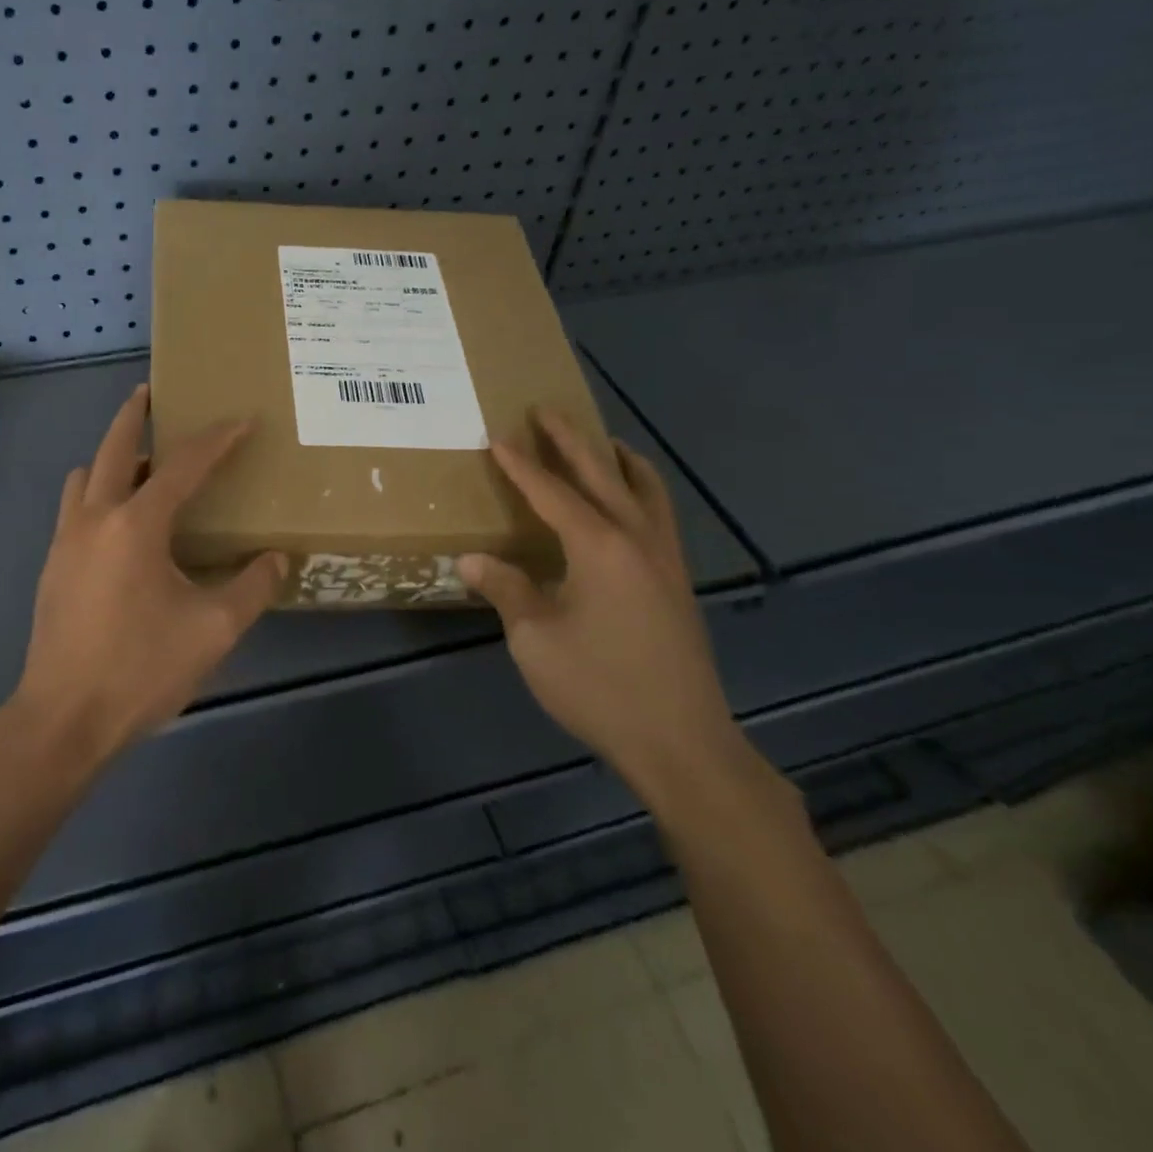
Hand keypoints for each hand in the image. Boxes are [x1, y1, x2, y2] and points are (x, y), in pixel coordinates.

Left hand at [11, 384, 286, 766]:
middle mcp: (95, 519)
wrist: (63, 719)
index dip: (216, 440)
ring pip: (87, 476)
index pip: (184, 466)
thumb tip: (277, 559)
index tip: (241, 420)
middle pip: (115, 448)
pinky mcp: (53, 566)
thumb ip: (251, 588)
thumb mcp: (212, 631)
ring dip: (114, 458)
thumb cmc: (140, 670)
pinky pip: (76, 507)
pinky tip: (122, 523)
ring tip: (144, 465)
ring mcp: (66, 541)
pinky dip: (99, 492)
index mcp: (136, 525)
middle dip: (134, 416)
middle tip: (151, 393)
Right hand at [456, 409, 742, 799]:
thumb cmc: (599, 686)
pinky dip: (641, 489)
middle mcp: (637, 539)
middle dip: (572, 440)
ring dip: (617, 459)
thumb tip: (472, 560)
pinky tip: (629, 503)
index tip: (498, 436)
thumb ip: (505, 590)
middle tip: (547, 410)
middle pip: (603, 474)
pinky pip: (659, 514)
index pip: (552, 492)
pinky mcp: (677, 581)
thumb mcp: (535, 639)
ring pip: (645, 489)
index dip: (522, 465)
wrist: (680, 741)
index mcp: (599, 547)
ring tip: (600, 441)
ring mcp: (665, 559)